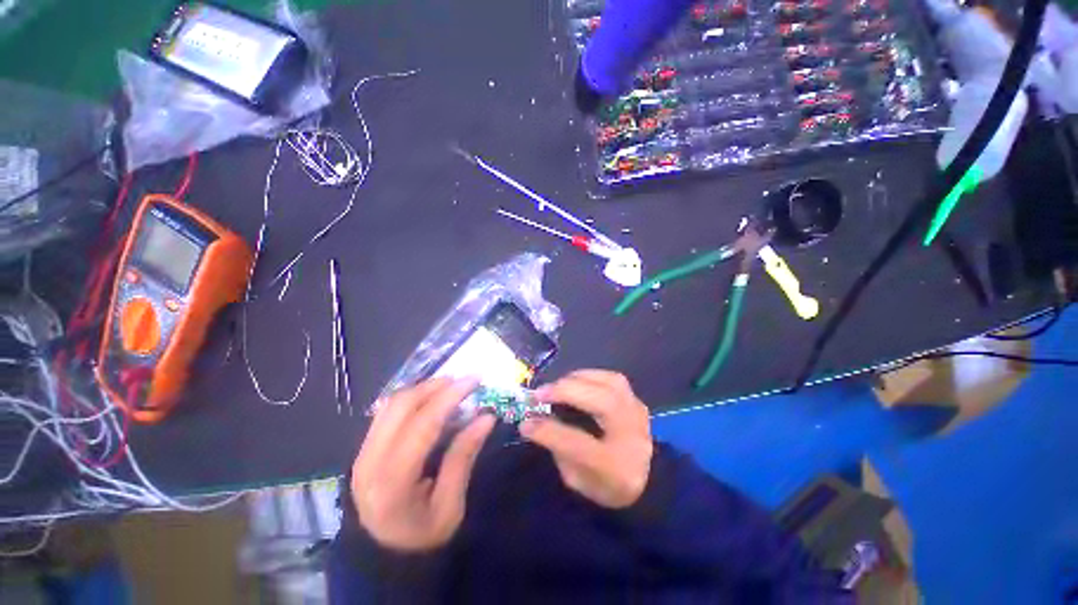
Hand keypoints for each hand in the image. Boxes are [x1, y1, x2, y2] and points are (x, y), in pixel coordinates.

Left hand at [351, 378, 495, 551]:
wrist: (382, 556)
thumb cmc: (422, 537)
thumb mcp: (451, 505)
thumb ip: (464, 457)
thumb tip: (486, 417)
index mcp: (392, 482)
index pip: (422, 425)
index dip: (449, 397)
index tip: (474, 381)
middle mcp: (370, 461)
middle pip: (401, 405)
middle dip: (435, 386)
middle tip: (463, 381)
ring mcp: (362, 453)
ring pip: (391, 404)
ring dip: (423, 388)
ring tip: (449, 387)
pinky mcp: (363, 449)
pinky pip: (386, 411)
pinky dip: (411, 398)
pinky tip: (430, 400)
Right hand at [521, 370, 652, 508]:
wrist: (648, 481)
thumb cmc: (606, 485)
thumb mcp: (576, 479)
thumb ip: (558, 448)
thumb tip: (538, 418)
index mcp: (615, 467)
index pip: (578, 444)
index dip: (548, 430)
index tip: (525, 422)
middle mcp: (631, 435)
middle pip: (602, 403)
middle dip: (565, 392)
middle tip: (539, 393)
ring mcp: (638, 414)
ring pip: (610, 383)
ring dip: (577, 379)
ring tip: (556, 386)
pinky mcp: (637, 400)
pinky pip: (613, 378)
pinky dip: (590, 375)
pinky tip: (576, 381)